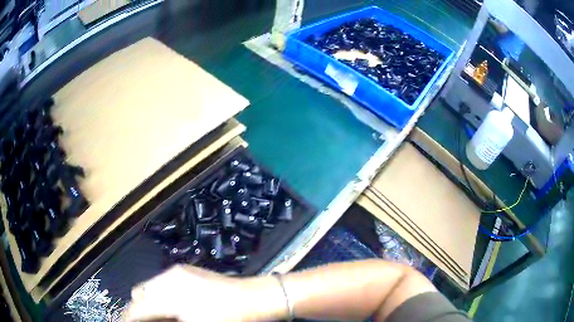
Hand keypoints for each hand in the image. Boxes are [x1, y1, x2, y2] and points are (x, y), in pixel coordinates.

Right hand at [123, 265, 260, 321]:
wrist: (255, 298)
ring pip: (149, 286)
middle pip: (139, 294)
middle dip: (138, 310)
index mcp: (169, 295)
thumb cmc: (229, 319)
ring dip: (148, 301)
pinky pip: (162, 281)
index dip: (128, 318)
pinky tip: (171, 306)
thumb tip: (152, 318)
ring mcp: (177, 271)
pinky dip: (159, 294)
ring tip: (157, 317)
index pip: (138, 308)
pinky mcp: (186, 269)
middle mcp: (168, 278)